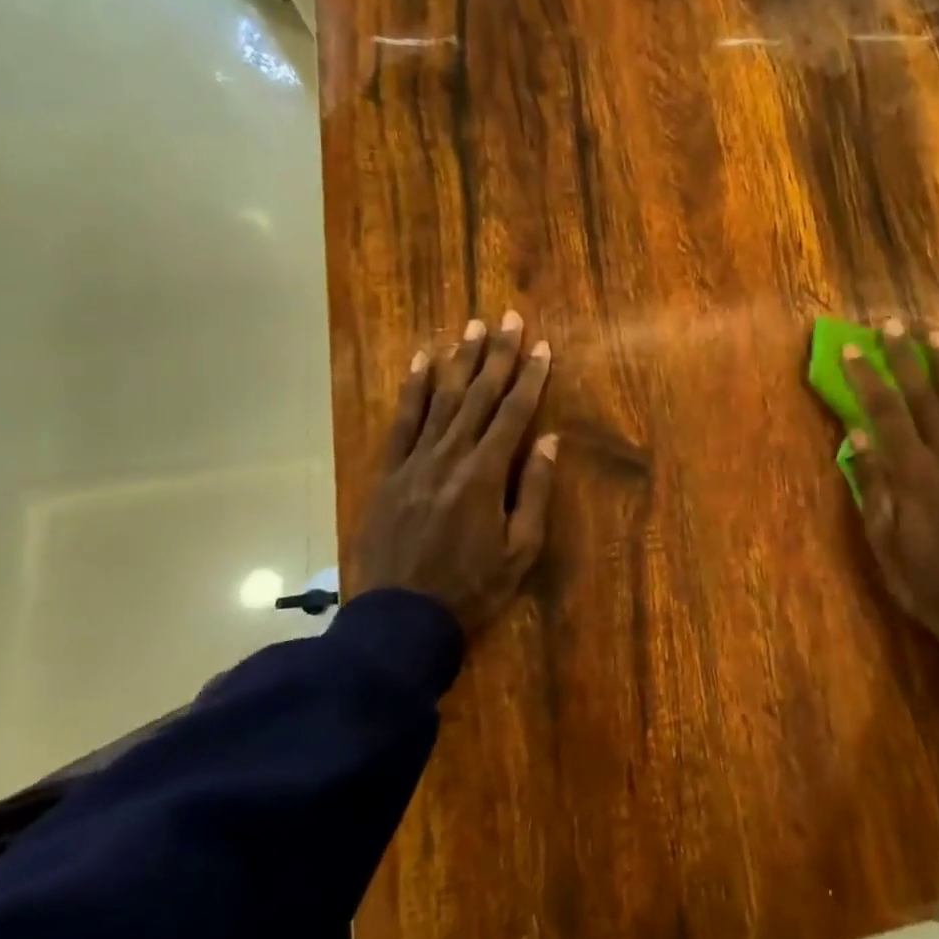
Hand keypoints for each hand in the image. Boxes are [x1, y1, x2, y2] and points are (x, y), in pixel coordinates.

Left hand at [353, 311, 558, 637]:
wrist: (400, 620)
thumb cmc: (471, 589)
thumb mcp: (521, 550)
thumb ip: (535, 491)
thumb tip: (550, 441)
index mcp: (486, 474)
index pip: (514, 413)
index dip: (530, 377)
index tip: (542, 346)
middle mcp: (450, 456)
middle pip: (479, 395)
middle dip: (498, 354)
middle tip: (509, 318)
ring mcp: (414, 461)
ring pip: (441, 399)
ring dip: (459, 360)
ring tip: (472, 327)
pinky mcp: (388, 472)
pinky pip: (401, 421)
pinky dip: (412, 389)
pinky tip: (421, 361)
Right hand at [842, 319, 938, 696]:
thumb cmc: (925, 583)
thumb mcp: (884, 543)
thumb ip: (874, 487)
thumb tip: (858, 437)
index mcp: (913, 475)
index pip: (885, 414)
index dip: (868, 379)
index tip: (854, 349)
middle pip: (923, 398)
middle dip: (906, 359)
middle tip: (893, 325)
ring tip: (938, 336)